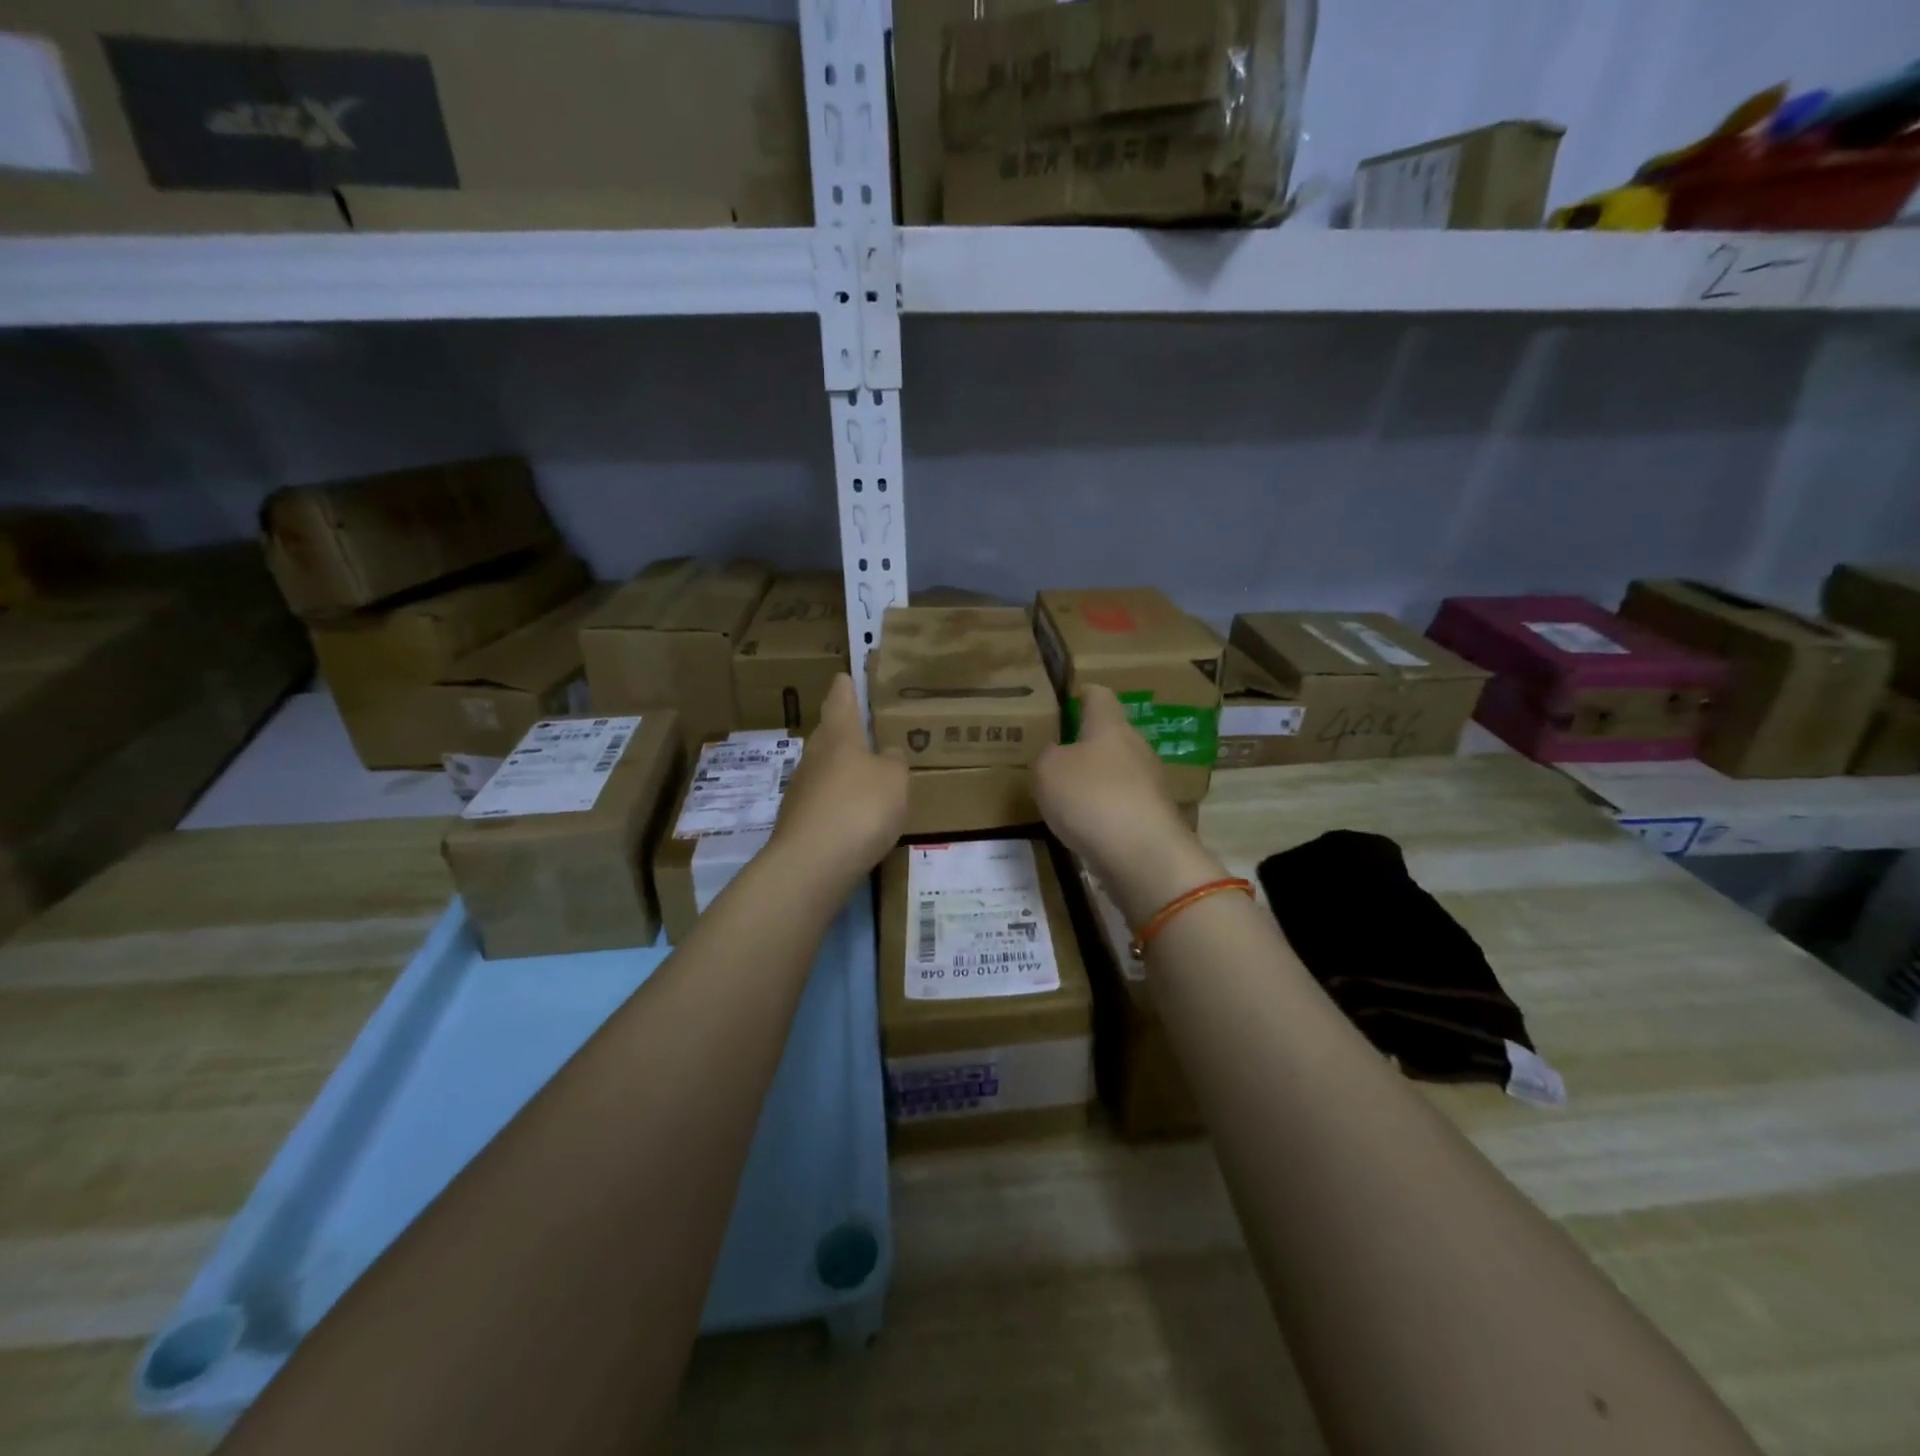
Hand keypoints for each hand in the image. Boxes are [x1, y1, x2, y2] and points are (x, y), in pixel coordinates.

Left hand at [770, 674, 907, 889]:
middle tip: (867, 729)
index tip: (846, 676)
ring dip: (843, 770)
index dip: (845, 687)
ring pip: (825, 769)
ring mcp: (801, 790)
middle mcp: (814, 756)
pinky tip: (855, 816)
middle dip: (845, 730)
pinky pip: (823, 802)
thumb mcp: (894, 780)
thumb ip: (894, 762)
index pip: (840, 699)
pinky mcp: (798, 822)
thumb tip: (887, 753)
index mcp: (838, 735)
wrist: (812, 864)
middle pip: (829, 734)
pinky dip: (838, 802)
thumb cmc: (860, 807)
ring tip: (867, 776)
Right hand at [1033, 684, 1223, 925]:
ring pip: (1117, 772)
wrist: (1144, 856)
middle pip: (1110, 736)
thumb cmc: (1092, 797)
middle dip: (1084, 744)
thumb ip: (1047, 755)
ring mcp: (1150, 785)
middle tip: (1053, 757)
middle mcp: (1136, 748)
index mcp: (1111, 726)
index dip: (1080, 694)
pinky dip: (1104, 812)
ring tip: (1064, 797)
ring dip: (1094, 781)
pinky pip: (1122, 805)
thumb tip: (1058, 755)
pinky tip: (1084, 828)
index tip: (1062, 702)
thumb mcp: (1048, 770)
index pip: (1099, 695)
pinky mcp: (1153, 818)